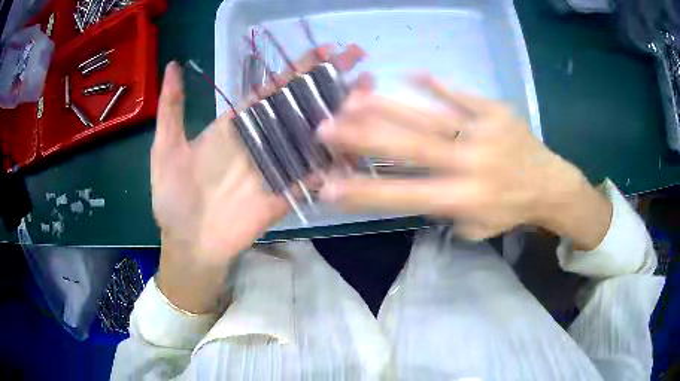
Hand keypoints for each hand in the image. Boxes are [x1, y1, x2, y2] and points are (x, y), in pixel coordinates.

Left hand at [151, 45, 365, 312]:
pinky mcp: (288, 192)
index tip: (326, 49)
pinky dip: (337, 158)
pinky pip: (315, 172)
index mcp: (238, 124)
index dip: (299, 68)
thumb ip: (172, 107)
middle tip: (359, 58)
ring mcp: (278, 166)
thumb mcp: (166, 148)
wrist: (189, 244)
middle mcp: (263, 139)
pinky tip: (362, 139)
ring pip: (314, 133)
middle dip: (331, 80)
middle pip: (302, 104)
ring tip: (369, 91)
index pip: (274, 88)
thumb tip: (173, 64)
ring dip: (342, 112)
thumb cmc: (173, 198)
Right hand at [318, 75, 611, 248]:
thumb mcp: (476, 226)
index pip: (404, 195)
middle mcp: (469, 163)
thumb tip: (410, 185)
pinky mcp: (495, 111)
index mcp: (463, 197)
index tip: (328, 185)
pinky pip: (462, 95)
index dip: (364, 191)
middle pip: (410, 147)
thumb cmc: (510, 210)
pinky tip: (410, 73)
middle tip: (325, 127)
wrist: (550, 184)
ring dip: (387, 106)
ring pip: (428, 116)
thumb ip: (441, 210)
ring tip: (352, 98)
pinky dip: (437, 84)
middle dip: (363, 137)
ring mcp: (482, 132)